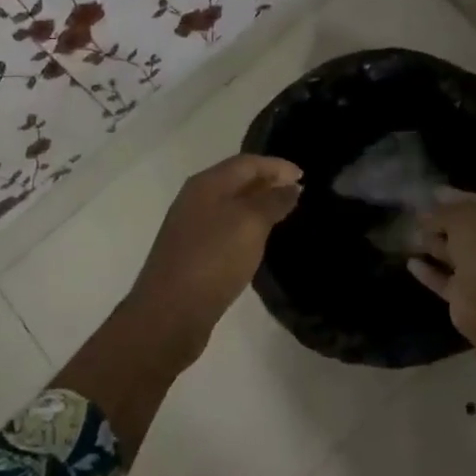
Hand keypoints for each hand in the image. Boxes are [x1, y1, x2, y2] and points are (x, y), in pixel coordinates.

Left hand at [128, 154, 302, 345]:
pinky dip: (246, 224)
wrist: (170, 313)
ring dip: (257, 204)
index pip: (247, 162)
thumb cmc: (213, 259)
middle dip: (267, 181)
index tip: (305, 176)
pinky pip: (225, 226)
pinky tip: (258, 238)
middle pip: (236, 179)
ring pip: (230, 204)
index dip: (277, 165)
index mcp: (206, 184)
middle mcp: (195, 199)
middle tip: (298, 192)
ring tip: (284, 212)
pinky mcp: (192, 252)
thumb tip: (291, 187)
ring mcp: (190, 226)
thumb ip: (273, 201)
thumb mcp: (250, 224)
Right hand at [411, 189, 475, 412]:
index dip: (455, 197)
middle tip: (415, 214)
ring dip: (432, 245)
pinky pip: (442, 279)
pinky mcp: (464, 295)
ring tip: (408, 234)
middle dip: (441, 222)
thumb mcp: (462, 217)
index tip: (431, 192)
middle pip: (464, 230)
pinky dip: (428, 271)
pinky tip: (410, 262)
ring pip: (453, 254)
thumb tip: (425, 213)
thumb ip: (443, 212)